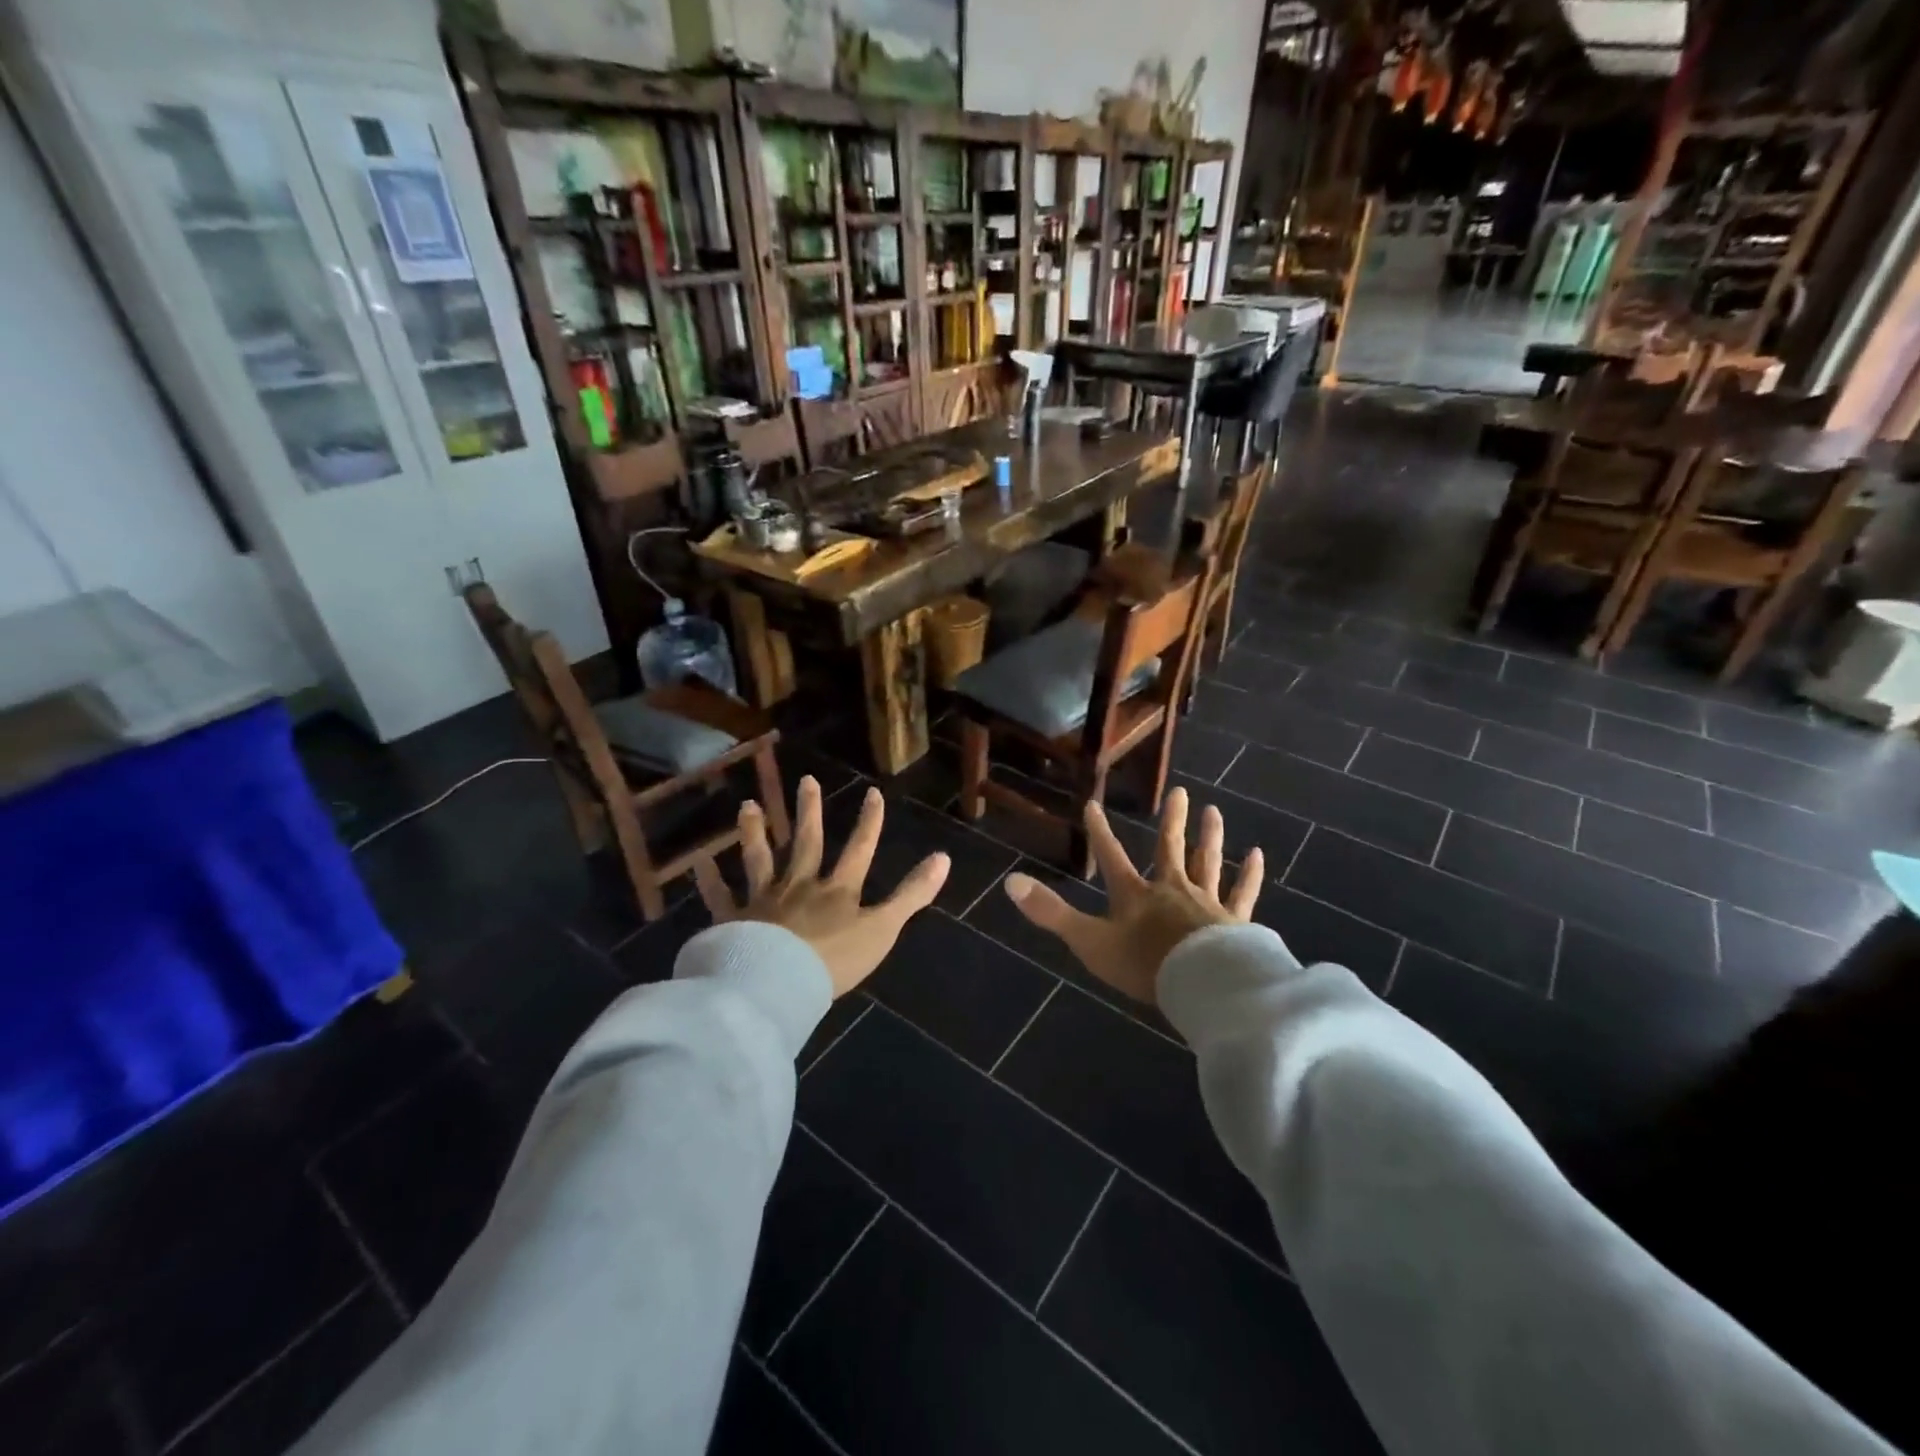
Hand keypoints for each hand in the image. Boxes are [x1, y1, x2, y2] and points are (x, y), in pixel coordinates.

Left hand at [695, 777, 949, 997]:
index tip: (873, 792)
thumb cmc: (835, 960)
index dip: (869, 822)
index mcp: (837, 890)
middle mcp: (800, 885)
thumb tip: (944, 857)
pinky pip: (720, 897)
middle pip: (806, 843)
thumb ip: (911, 894)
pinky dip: (710, 881)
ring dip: (755, 832)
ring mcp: (764, 900)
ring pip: (759, 859)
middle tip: (806, 780)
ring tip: (748, 805)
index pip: (859, 849)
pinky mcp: (733, 920)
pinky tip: (699, 863)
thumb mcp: (883, 928)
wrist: (778, 983)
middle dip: (809, 811)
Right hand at [1003, 787, 1262, 1004]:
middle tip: (1180, 791)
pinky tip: (1257, 855)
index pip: (1112, 857)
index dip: (1100, 832)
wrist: (1202, 986)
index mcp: (1135, 895)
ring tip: (1214, 810)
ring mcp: (1206, 903)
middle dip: (1172, 821)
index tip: (1094, 804)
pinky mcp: (1234, 921)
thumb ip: (1051, 913)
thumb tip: (1010, 882)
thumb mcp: (1090, 942)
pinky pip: (1243, 893)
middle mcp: (1171, 889)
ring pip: (1208, 862)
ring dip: (1210, 837)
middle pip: (1170, 849)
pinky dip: (1249, 875)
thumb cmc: (1144, 965)